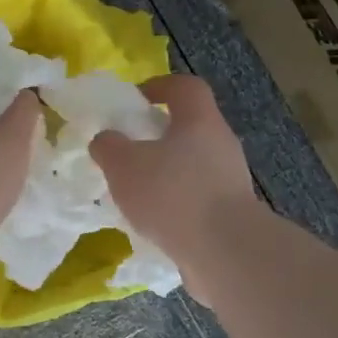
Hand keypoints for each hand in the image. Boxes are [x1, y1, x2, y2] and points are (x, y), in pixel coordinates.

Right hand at [91, 75, 262, 302]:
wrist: (225, 251)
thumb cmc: (172, 194)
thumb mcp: (123, 164)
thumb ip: (108, 146)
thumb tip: (106, 140)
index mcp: (200, 121)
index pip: (185, 87)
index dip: (160, 86)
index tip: (135, 100)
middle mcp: (221, 144)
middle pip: (189, 127)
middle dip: (157, 136)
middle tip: (127, 152)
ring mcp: (230, 180)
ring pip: (192, 165)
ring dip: (165, 173)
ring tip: (135, 193)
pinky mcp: (230, 213)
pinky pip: (197, 198)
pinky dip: (175, 204)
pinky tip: (153, 223)